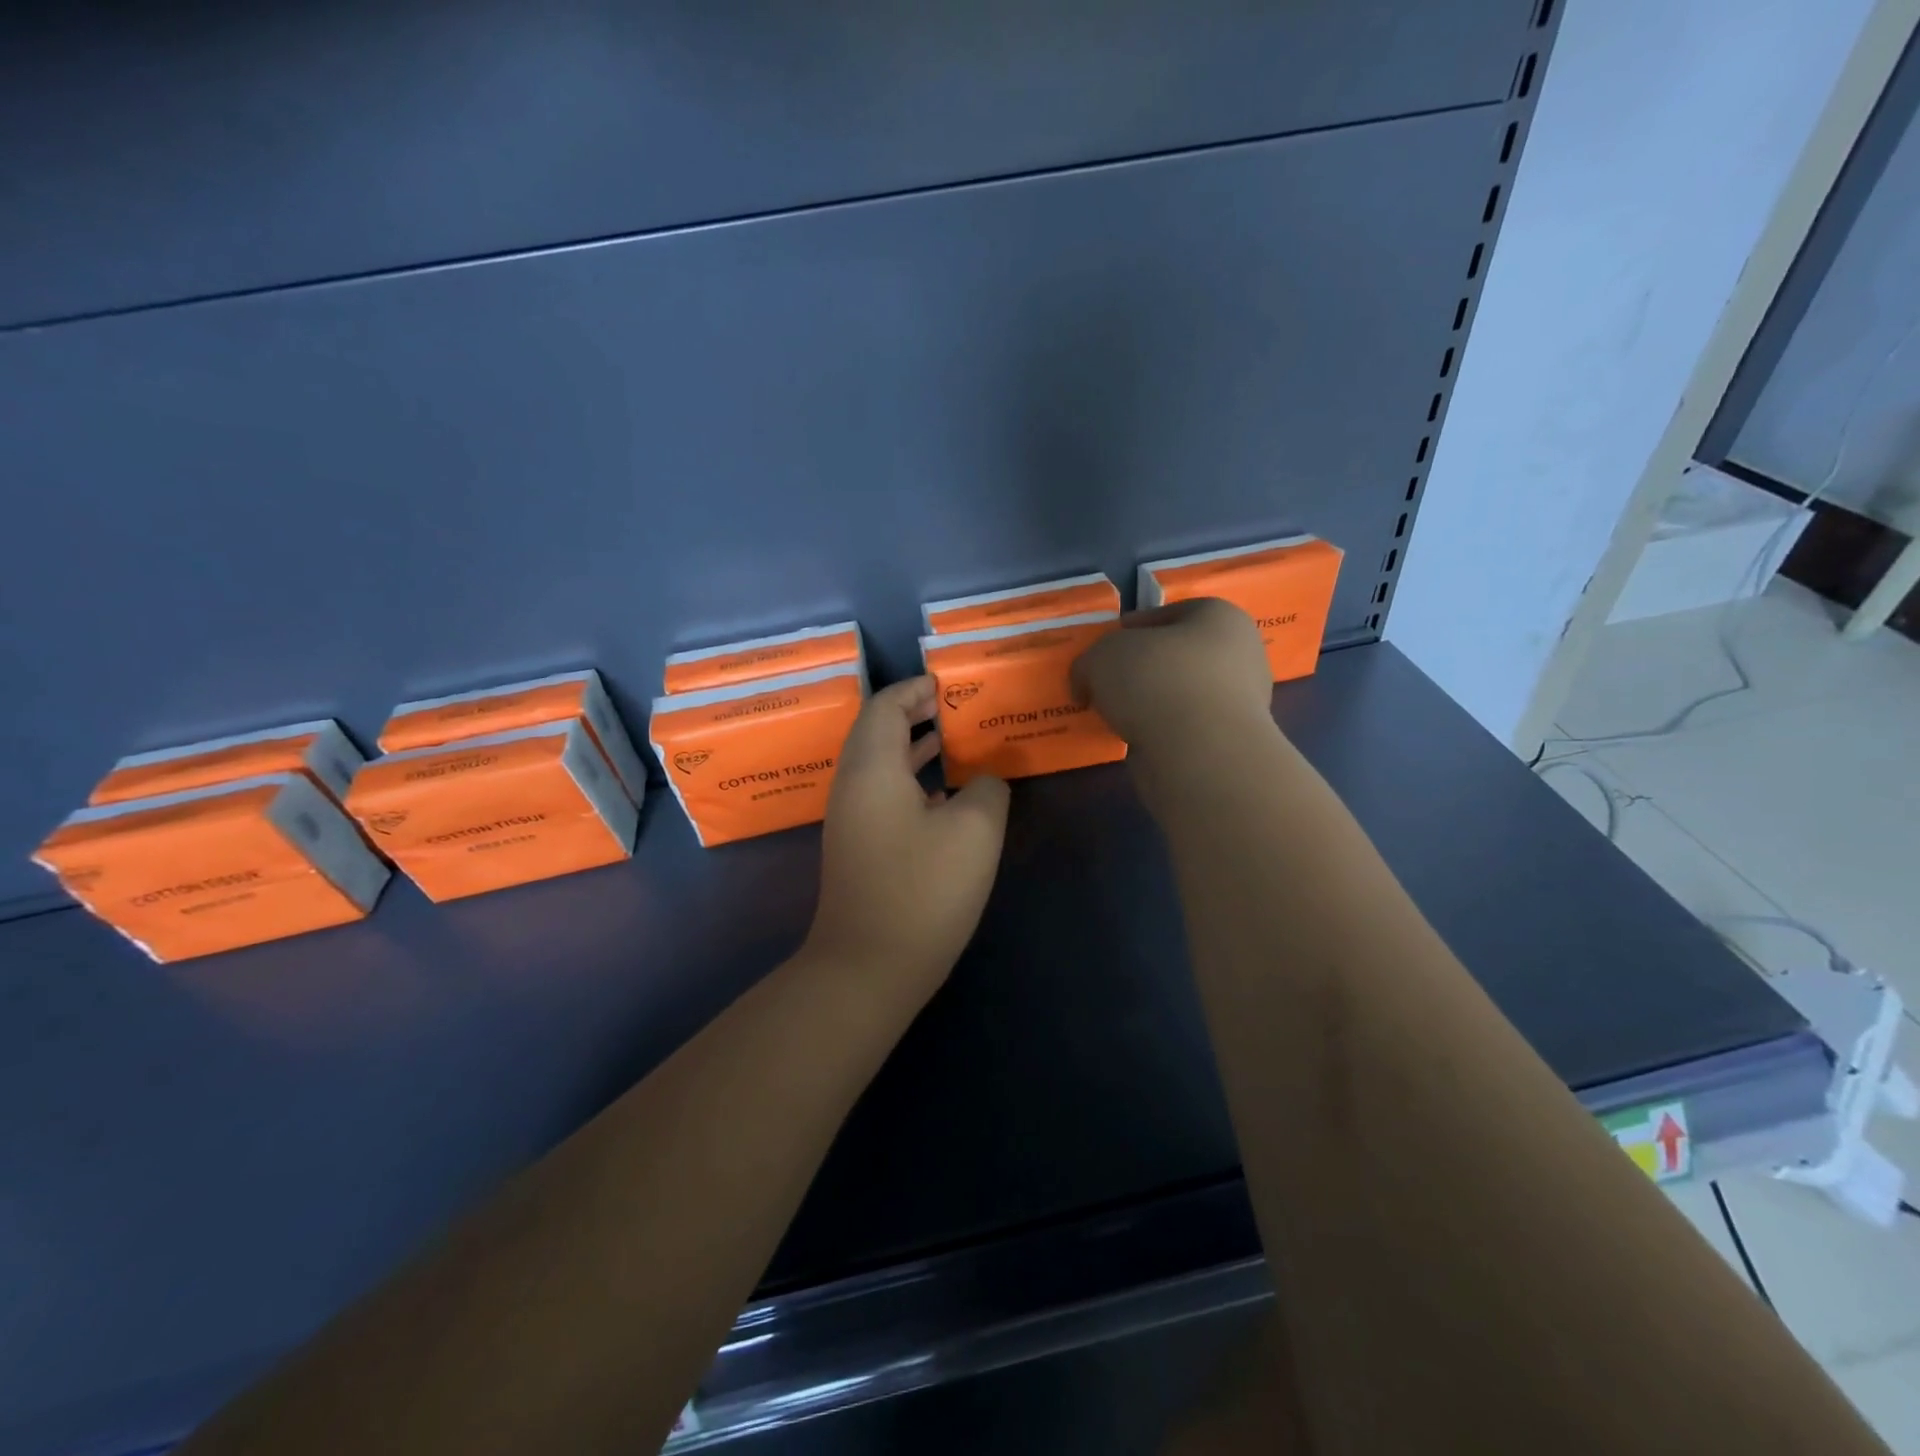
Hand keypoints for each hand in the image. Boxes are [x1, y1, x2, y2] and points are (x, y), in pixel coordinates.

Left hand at [804, 677, 1009, 993]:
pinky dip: (910, 780)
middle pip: (877, 732)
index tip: (949, 683)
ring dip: (913, 748)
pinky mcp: (859, 848)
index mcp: (872, 768)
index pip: (886, 707)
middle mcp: (853, 786)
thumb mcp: (974, 831)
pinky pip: (882, 794)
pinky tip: (945, 796)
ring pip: (880, 765)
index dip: (916, 689)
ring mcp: (851, 820)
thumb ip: (988, 790)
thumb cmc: (922, 890)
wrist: (868, 967)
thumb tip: (986, 781)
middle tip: (956, 707)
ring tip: (955, 741)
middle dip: (915, 714)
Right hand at [1072, 599, 1277, 794]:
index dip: (1131, 628)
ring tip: (1113, 716)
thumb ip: (1089, 662)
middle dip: (1141, 668)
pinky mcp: (1228, 742)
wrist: (1198, 752)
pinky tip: (1132, 739)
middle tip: (1105, 683)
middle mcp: (1239, 654)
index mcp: (1219, 617)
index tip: (1103, 647)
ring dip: (1150, 703)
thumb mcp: (1101, 656)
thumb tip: (1087, 684)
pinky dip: (1159, 732)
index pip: (1168, 613)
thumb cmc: (1156, 680)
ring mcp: (1240, 702)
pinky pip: (1185, 728)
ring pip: (1181, 694)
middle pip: (1176, 656)